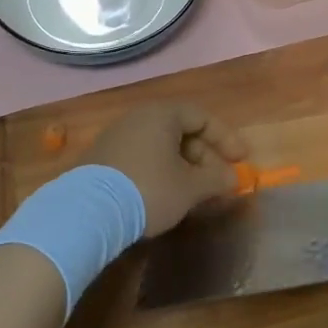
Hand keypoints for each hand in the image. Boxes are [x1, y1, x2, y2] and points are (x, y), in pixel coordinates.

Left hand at [85, 103, 248, 235]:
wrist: (87, 213)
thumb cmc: (148, 189)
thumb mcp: (189, 188)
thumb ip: (216, 179)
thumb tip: (233, 179)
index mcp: (162, 115)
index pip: (202, 116)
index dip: (225, 138)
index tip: (240, 160)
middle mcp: (137, 118)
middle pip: (180, 130)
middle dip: (203, 156)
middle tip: (216, 181)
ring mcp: (115, 137)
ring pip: (159, 146)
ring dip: (181, 166)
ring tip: (192, 192)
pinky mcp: (100, 159)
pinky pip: (140, 157)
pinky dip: (158, 171)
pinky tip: (162, 196)